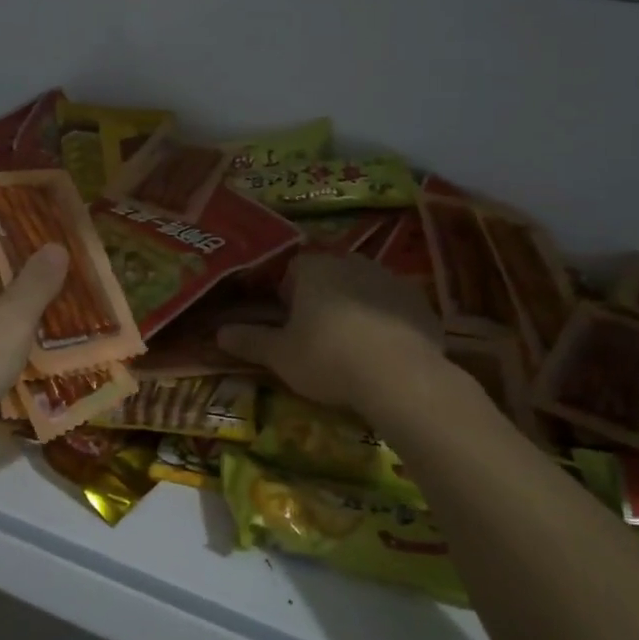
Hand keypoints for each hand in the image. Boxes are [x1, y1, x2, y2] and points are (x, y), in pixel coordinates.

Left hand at [0, 237, 67, 493]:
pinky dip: (1, 340)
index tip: (42, 223)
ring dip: (14, 306)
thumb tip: (56, 246)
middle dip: (20, 267)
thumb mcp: (9, 320)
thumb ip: (35, 282)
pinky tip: (35, 347)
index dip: (5, 221)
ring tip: (60, 301)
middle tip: (64, 262)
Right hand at [217, 252, 446, 415]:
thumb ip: (249, 340)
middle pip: (329, 274)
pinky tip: (382, 351)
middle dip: (321, 297)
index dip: (285, 293)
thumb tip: (218, 333)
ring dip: (354, 306)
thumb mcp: (280, 355)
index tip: (286, 320)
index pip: (292, 268)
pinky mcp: (420, 303)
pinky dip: (384, 321)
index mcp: (314, 268)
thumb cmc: (328, 358)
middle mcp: (352, 263)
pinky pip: (393, 306)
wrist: (400, 377)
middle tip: (315, 333)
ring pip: (362, 287)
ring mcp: (390, 280)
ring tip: (350, 343)